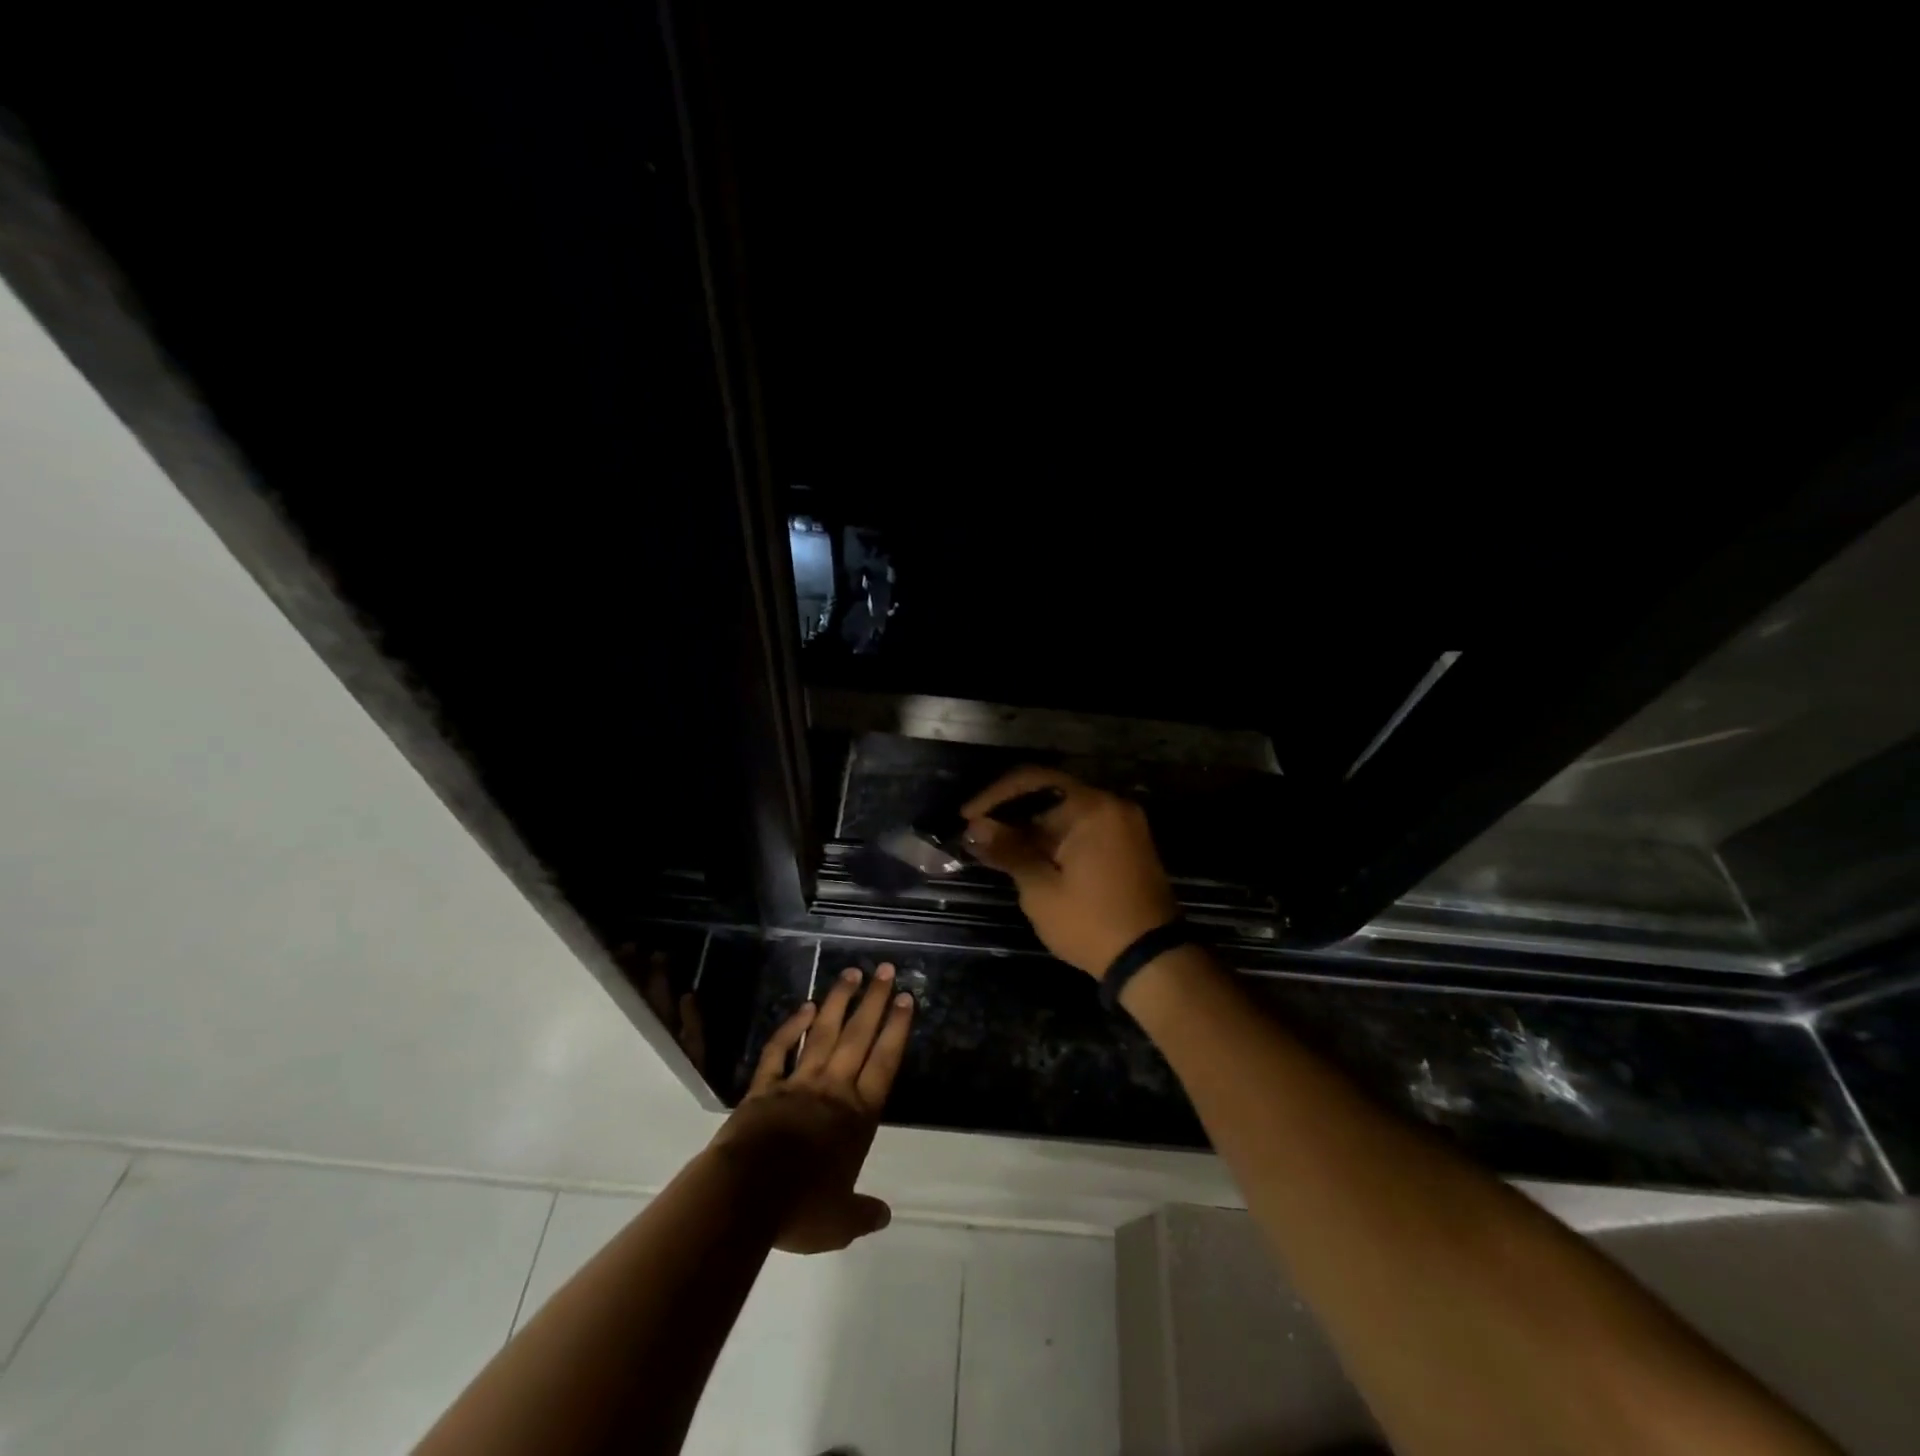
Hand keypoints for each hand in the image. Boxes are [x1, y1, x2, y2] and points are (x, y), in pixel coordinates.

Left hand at [709, 964, 914, 1253]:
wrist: (745, 1195)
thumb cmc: (800, 1207)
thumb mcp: (839, 1222)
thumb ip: (863, 1213)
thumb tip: (884, 1215)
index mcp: (857, 1117)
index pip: (884, 1063)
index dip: (896, 1030)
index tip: (905, 998)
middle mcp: (833, 1090)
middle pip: (858, 1037)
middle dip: (874, 1002)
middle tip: (884, 969)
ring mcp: (798, 1082)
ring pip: (823, 1033)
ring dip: (838, 1002)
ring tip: (851, 973)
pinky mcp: (764, 1086)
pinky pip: (780, 1050)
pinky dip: (790, 1027)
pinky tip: (804, 1007)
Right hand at [961, 767, 1178, 977]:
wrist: (1153, 961)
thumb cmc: (1090, 923)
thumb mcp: (1041, 889)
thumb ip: (1008, 850)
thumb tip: (976, 827)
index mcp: (1091, 807)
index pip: (1032, 780)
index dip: (994, 796)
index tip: (966, 817)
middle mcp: (1111, 805)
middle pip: (1050, 792)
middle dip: (1011, 812)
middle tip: (978, 834)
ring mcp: (1124, 824)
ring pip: (1066, 811)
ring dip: (1031, 826)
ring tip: (996, 847)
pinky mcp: (1128, 844)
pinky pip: (1084, 827)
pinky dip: (1055, 837)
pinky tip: (1028, 855)